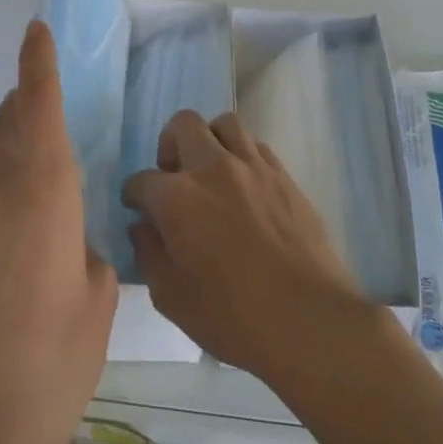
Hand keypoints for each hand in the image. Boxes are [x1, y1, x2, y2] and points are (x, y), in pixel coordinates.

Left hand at [0, 21, 117, 443]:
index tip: (34, 31)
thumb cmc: (56, 360)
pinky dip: (4, 203)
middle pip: (6, 132)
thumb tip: (74, 245)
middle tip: (45, 99)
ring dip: (13, 155)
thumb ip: (88, 254)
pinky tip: (24, 243)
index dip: (36, 68)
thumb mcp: (98, 299)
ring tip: (45, 174)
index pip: (36, 113)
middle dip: (24, 107)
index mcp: (40, 198)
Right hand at [121, 111, 369, 382]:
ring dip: (209, 141)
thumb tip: (142, 228)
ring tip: (210, 173)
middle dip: (168, 147)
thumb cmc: (233, 317)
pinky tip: (243, 185)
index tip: (138, 209)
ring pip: (224, 124)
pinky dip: (242, 155)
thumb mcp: (172, 298)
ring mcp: (253, 167)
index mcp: (177, 198)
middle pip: (182, 125)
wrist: (308, 319)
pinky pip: (256, 145)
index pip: (141, 181)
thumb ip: (149, 254)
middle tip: (173, 179)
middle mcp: (213, 168)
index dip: (134, 196)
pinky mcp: (284, 175)